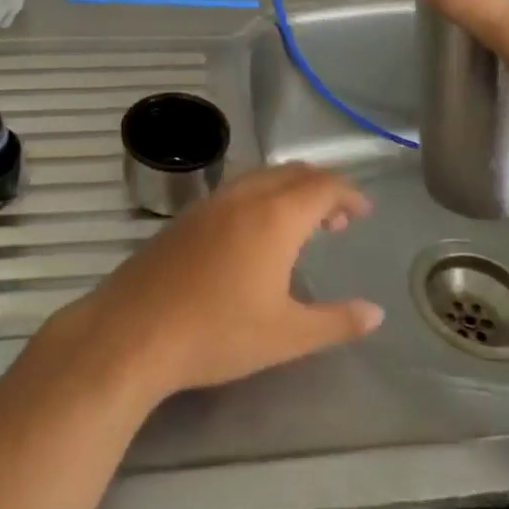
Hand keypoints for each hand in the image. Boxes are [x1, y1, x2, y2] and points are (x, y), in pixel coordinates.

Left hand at [41, 164, 381, 403]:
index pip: (322, 186)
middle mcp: (242, 197)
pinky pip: (233, 192)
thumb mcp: (287, 335)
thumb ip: (336, 321)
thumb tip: (375, 313)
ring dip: (287, 191)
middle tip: (337, 220)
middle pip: (291, 173)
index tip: (364, 210)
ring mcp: (208, 204)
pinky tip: (252, 237)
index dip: (348, 193)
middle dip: (320, 188)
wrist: (133, 332)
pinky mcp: (183, 219)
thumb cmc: (218, 333)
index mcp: (275, 216)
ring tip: (299, 226)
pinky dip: (258, 199)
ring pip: (258, 178)